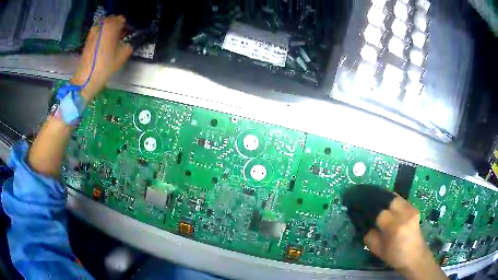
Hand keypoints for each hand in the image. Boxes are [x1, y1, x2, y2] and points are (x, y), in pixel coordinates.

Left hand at [71, 15, 132, 100]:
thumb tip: (127, 42)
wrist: (86, 79)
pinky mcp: (87, 40)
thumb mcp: (122, 56)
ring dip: (107, 30)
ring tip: (110, 40)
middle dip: (115, 26)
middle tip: (118, 36)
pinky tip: (102, 45)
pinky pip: (97, 32)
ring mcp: (93, 33)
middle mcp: (101, 26)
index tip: (126, 33)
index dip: (124, 26)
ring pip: (103, 26)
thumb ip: (127, 45)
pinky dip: (101, 35)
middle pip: (111, 20)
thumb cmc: (105, 67)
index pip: (121, 19)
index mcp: (111, 27)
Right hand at [364, 195, 446, 279]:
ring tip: (377, 204)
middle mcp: (405, 215)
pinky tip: (388, 207)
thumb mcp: (378, 250)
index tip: (361, 211)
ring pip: (396, 198)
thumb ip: (369, 236)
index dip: (370, 213)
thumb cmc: (395, 256)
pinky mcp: (414, 209)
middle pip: (389, 200)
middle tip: (369, 204)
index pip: (380, 213)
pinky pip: (401, 201)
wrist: (415, 256)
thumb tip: (365, 224)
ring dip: (386, 200)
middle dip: (379, 201)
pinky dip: (393, 202)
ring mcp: (412, 210)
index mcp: (395, 228)